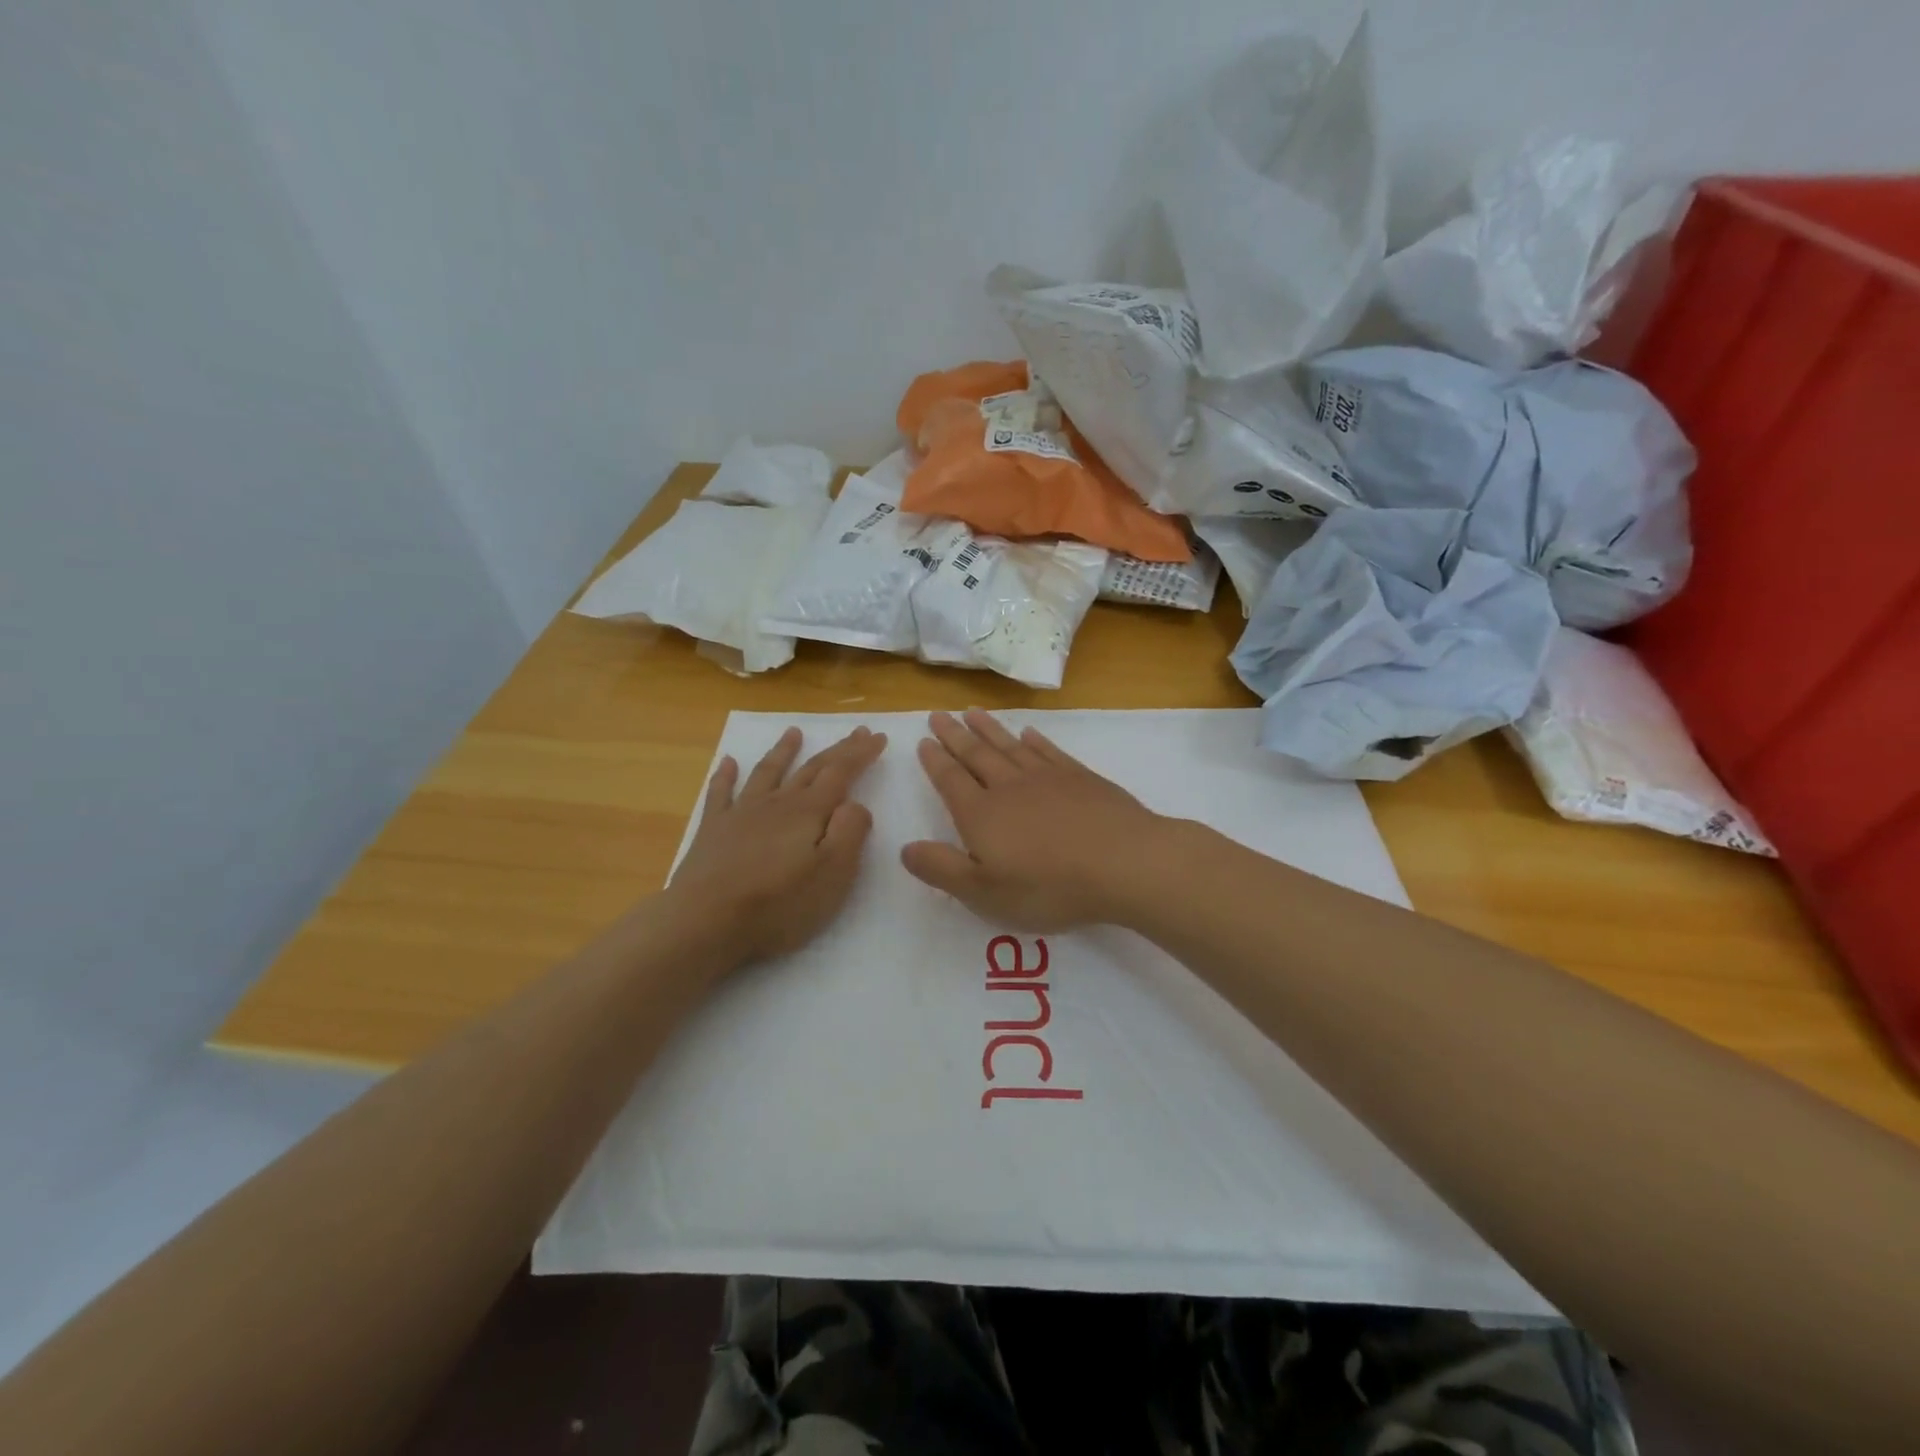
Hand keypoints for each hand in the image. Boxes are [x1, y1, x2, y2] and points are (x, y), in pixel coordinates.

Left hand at [668, 725, 886, 964]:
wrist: (706, 921)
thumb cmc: (778, 904)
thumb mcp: (833, 874)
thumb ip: (850, 832)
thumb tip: (855, 804)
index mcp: (809, 812)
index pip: (841, 773)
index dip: (860, 753)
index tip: (877, 736)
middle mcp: (777, 803)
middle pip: (811, 768)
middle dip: (837, 750)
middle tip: (856, 731)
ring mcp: (741, 814)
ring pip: (768, 773)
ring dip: (783, 751)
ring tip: (793, 732)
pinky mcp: (713, 831)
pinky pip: (720, 793)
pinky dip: (725, 775)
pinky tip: (728, 762)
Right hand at [901, 710, 1166, 930]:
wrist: (1122, 862)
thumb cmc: (1048, 886)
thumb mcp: (985, 893)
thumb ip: (942, 869)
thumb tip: (905, 848)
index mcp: (981, 815)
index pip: (950, 780)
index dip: (935, 760)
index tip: (924, 740)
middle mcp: (1009, 787)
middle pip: (976, 755)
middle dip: (955, 735)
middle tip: (938, 714)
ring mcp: (1047, 778)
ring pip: (1010, 746)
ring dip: (989, 729)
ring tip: (973, 712)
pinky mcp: (1081, 778)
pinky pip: (1049, 751)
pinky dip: (1035, 740)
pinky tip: (1029, 733)